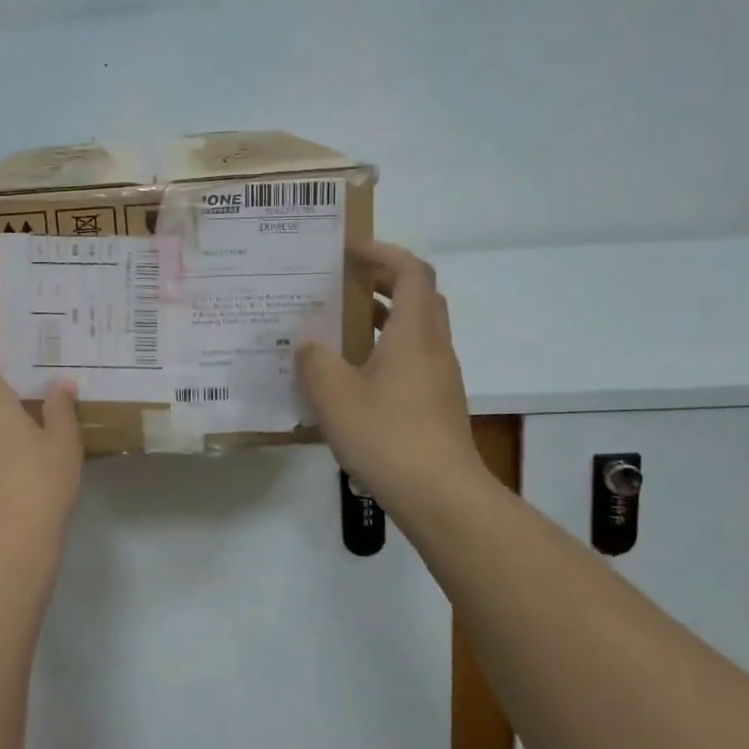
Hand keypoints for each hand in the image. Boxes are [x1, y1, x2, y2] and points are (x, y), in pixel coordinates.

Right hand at [296, 241, 493, 515]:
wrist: (442, 497)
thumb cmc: (388, 436)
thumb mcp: (334, 394)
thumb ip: (315, 359)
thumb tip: (307, 340)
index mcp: (415, 333)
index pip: (411, 271)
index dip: (383, 252)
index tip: (349, 251)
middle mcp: (434, 348)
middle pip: (420, 296)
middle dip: (383, 281)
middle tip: (344, 284)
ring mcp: (440, 378)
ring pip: (417, 330)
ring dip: (384, 318)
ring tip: (341, 326)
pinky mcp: (436, 405)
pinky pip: (413, 360)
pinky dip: (386, 351)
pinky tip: (353, 376)